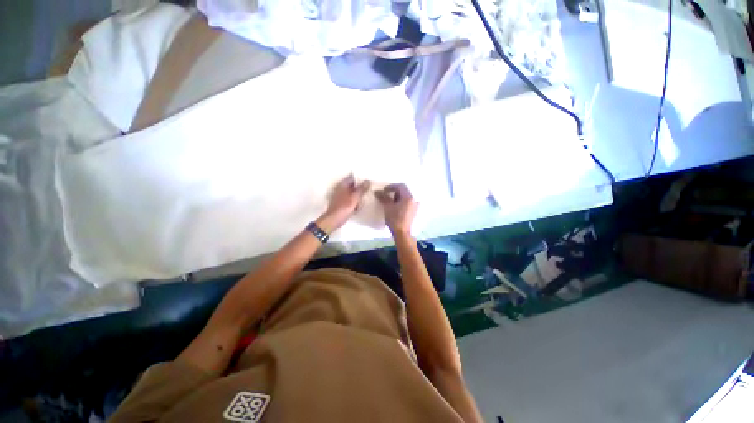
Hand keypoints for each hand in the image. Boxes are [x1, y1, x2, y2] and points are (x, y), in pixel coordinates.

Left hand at [318, 175, 370, 232]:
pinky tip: (357, 208)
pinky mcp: (342, 204)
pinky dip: (354, 203)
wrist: (334, 219)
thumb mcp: (355, 197)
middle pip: (353, 186)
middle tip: (366, 193)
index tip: (368, 183)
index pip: (353, 178)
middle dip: (360, 190)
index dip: (360, 180)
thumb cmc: (344, 207)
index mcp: (342, 185)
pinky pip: (351, 201)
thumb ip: (362, 189)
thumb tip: (368, 181)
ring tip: (361, 203)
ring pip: (353, 194)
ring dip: (358, 198)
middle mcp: (341, 189)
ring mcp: (341, 196)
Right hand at [375, 184, 417, 235]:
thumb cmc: (395, 219)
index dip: (391, 186)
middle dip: (394, 191)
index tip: (384, 190)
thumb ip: (383, 197)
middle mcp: (414, 200)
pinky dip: (401, 202)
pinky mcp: (414, 211)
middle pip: (404, 191)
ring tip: (390, 201)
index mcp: (409, 197)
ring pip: (406, 197)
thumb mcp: (387, 207)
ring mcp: (415, 206)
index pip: (401, 186)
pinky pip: (407, 202)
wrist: (402, 233)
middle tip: (386, 195)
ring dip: (398, 197)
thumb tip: (377, 191)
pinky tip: (396, 207)